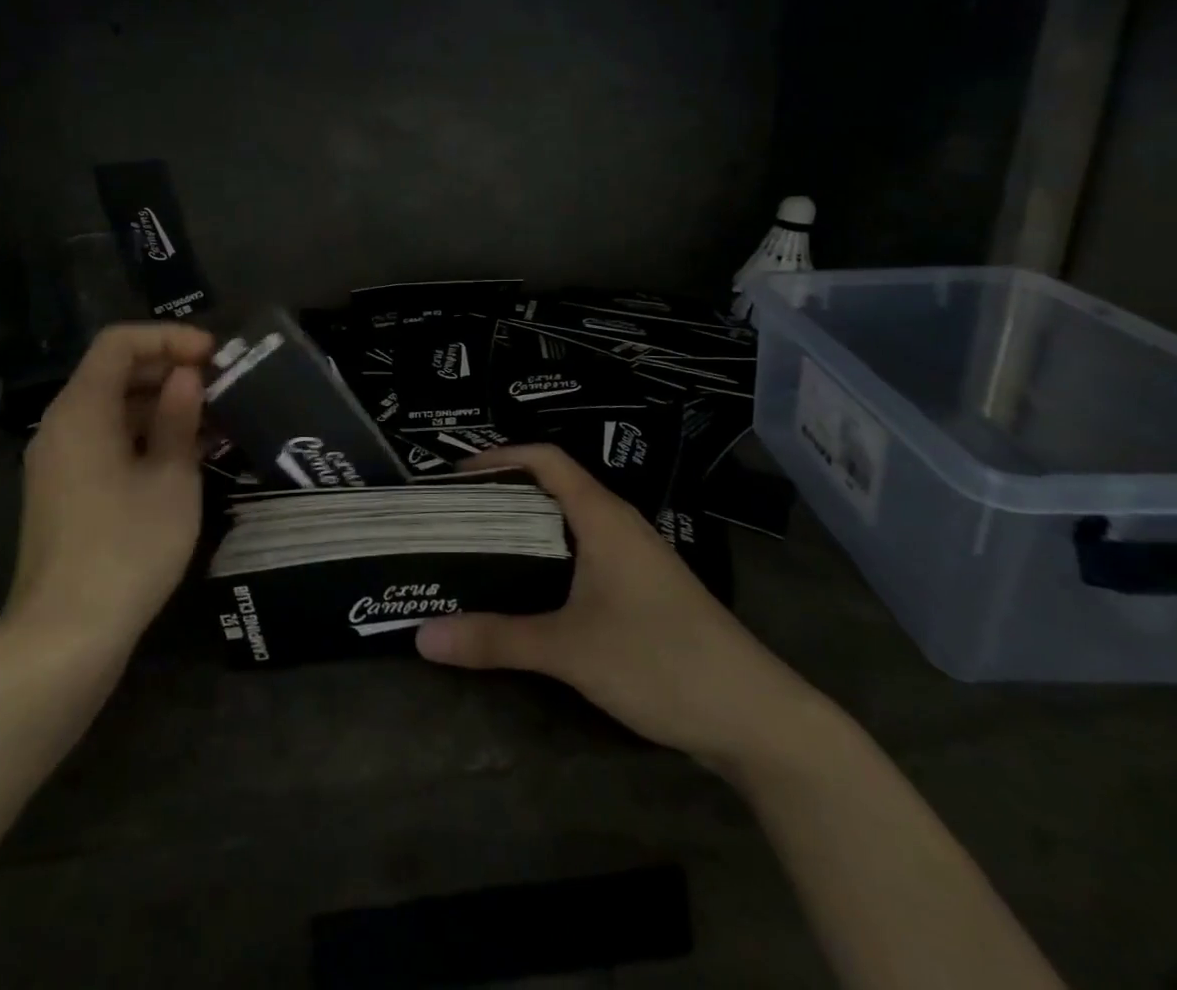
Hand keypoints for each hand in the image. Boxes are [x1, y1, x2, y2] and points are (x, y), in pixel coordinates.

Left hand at [2, 323, 213, 652]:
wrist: (65, 638)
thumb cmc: (127, 548)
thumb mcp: (170, 478)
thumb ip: (180, 418)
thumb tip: (187, 377)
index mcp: (81, 410)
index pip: (119, 342)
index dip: (169, 338)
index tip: (214, 356)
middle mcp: (61, 425)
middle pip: (113, 372)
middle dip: (169, 370)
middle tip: (222, 386)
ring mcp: (58, 460)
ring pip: (112, 408)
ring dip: (161, 405)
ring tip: (214, 420)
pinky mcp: (65, 490)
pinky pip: (105, 440)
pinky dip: (144, 435)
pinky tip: (185, 455)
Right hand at [415, 445, 820, 776]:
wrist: (756, 718)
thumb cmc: (660, 660)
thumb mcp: (569, 649)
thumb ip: (495, 639)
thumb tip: (421, 636)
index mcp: (602, 516)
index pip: (546, 460)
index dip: (499, 458)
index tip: (454, 477)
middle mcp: (618, 526)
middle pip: (551, 490)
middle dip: (501, 497)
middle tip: (451, 518)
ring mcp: (634, 560)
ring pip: (568, 527)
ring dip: (523, 532)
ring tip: (475, 551)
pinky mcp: (642, 593)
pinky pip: (583, 558)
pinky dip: (547, 562)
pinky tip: (524, 594)